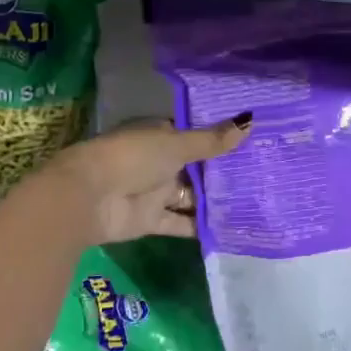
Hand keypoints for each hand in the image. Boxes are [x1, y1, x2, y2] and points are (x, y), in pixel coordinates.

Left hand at [46, 114, 249, 244]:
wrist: (87, 197)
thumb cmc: (132, 157)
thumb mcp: (176, 144)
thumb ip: (212, 140)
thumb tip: (250, 121)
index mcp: (160, 135)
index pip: (195, 135)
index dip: (220, 138)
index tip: (253, 141)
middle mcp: (159, 162)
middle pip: (196, 167)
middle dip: (222, 171)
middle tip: (263, 173)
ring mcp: (155, 192)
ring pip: (191, 196)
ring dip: (215, 200)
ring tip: (255, 201)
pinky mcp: (152, 220)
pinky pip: (181, 223)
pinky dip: (200, 227)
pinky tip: (231, 229)